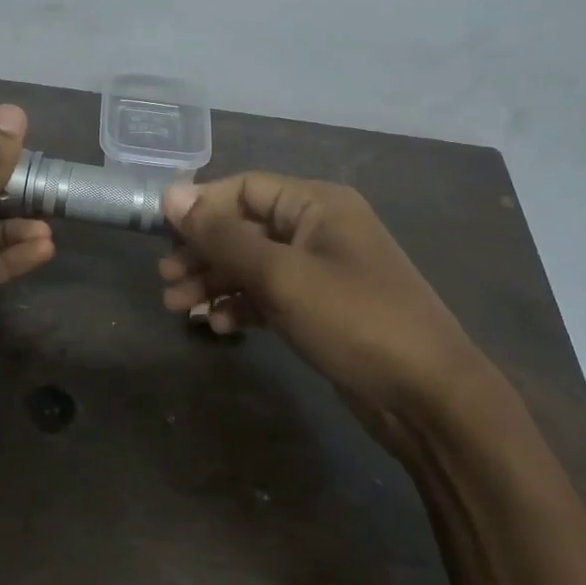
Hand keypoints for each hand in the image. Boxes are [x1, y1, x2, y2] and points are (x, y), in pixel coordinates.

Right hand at [158, 173, 495, 448]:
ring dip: (215, 282)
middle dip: (203, 252)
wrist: (426, 396)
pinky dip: (242, 307)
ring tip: (177, 306)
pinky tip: (219, 327)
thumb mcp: (281, 274)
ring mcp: (321, 271)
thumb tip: (171, 195)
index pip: (245, 188)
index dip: (201, 207)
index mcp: (317, 204)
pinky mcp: (320, 310)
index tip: (159, 233)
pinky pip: (270, 296)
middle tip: (165, 279)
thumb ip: (223, 236)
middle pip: (245, 228)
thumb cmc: (353, 319)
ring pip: (254, 265)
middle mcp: (318, 230)